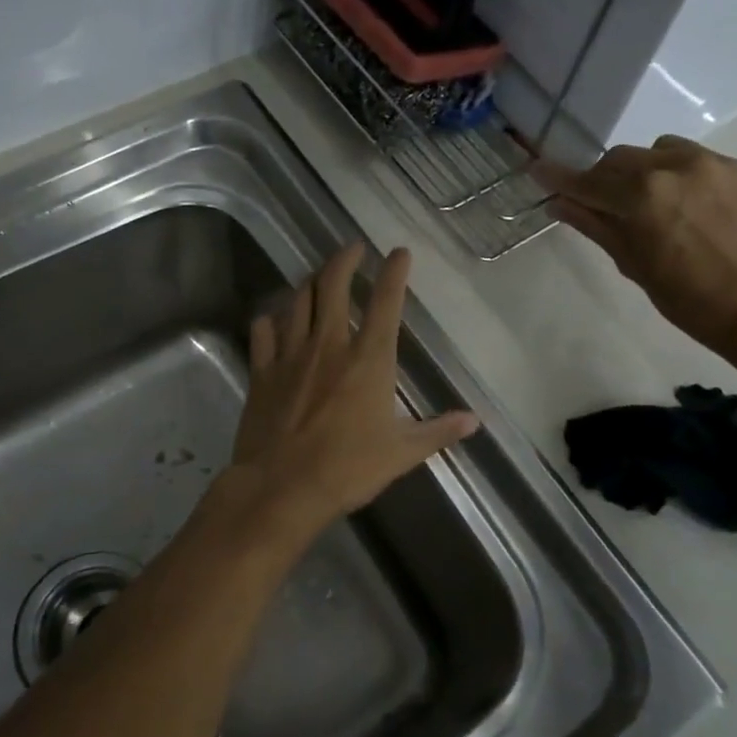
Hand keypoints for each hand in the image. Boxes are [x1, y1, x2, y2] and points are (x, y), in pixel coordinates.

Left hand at [228, 243, 479, 534]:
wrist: (283, 488)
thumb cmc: (348, 469)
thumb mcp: (402, 452)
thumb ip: (438, 431)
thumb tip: (474, 420)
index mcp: (369, 359)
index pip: (386, 302)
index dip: (394, 272)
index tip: (399, 252)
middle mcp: (329, 345)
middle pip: (332, 285)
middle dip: (344, 259)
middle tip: (352, 248)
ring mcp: (291, 354)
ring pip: (297, 300)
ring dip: (309, 281)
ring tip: (318, 274)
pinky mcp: (262, 370)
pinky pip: (263, 330)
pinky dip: (270, 317)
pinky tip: (275, 316)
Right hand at [533, 136, 736, 358]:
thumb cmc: (690, 301)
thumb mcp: (634, 265)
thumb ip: (596, 226)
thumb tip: (560, 203)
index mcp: (643, 195)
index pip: (589, 180)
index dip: (559, 177)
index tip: (537, 169)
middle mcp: (678, 166)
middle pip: (622, 158)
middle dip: (606, 178)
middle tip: (606, 205)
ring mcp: (719, 165)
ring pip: (664, 151)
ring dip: (648, 170)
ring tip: (659, 204)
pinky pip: (705, 163)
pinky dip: (689, 180)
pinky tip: (701, 213)